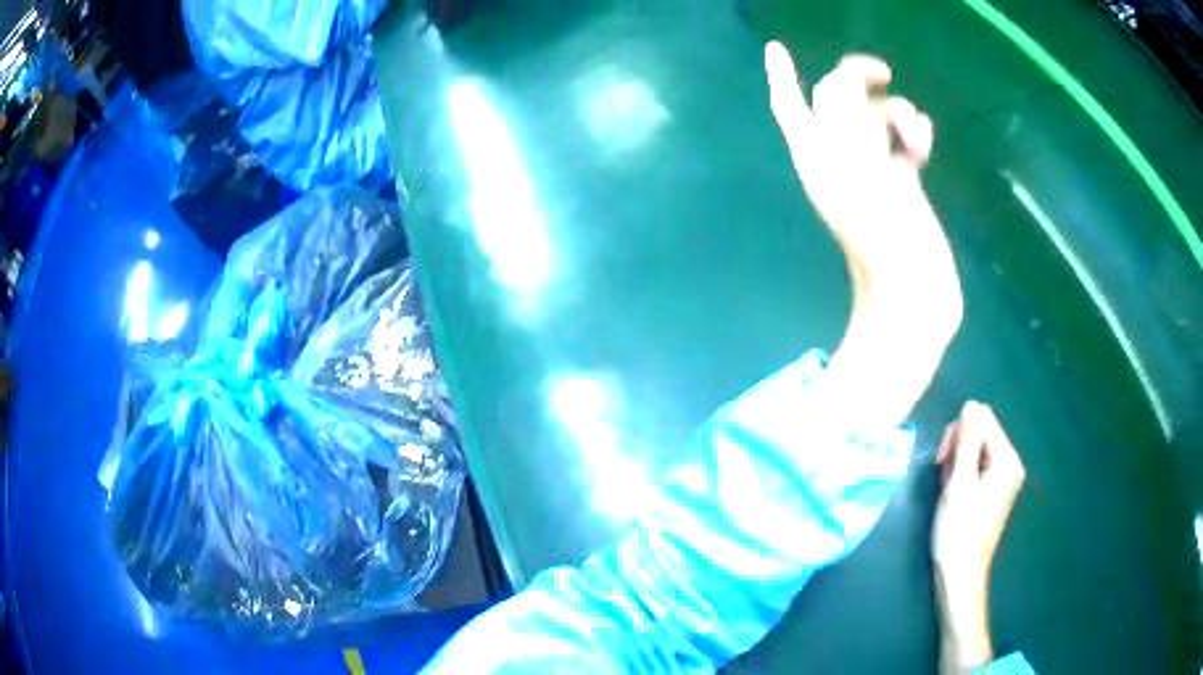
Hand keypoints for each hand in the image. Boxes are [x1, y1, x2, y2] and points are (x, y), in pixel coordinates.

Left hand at [764, 42, 960, 320]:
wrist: (913, 293)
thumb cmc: (885, 233)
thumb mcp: (858, 164)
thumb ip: (845, 112)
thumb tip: (846, 79)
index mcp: (816, 155)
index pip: (790, 105)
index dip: (781, 75)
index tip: (775, 48)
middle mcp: (837, 160)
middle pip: (838, 102)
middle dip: (860, 84)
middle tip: (883, 74)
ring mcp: (870, 174)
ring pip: (876, 118)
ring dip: (897, 113)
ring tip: (917, 139)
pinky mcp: (900, 187)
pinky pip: (901, 142)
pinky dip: (913, 134)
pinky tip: (924, 148)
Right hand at [932, 402, 1026, 670]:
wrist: (960, 578)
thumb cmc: (958, 532)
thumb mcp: (959, 484)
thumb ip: (967, 441)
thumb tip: (971, 404)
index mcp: (1007, 460)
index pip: (983, 419)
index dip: (959, 432)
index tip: (942, 460)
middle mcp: (1010, 465)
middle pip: (981, 431)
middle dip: (958, 446)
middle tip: (942, 476)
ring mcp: (1003, 479)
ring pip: (976, 449)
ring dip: (957, 462)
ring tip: (947, 490)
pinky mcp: (993, 492)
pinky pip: (977, 467)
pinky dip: (962, 475)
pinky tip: (953, 495)